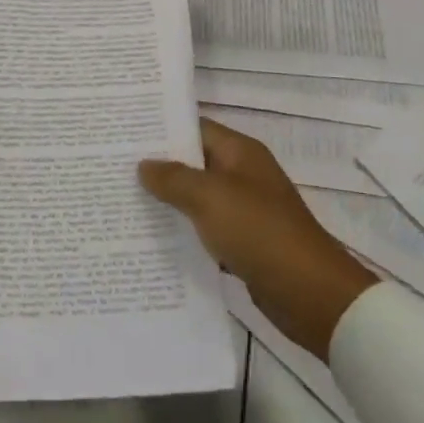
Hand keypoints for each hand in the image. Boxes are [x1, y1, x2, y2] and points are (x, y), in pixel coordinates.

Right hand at [140, 118, 377, 359]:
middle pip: (193, 163)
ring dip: (167, 201)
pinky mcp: (243, 242)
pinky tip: (151, 239)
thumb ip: (173, 178)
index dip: (161, 129)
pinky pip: (205, 229)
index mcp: (240, 152)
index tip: (123, 134)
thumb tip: (144, 165)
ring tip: (123, 201)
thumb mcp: (209, 197)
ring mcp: (244, 210)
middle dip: (157, 167)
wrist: (309, 294)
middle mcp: (242, 175)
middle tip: (113, 168)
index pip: (194, 128)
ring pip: (196, 198)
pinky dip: (183, 232)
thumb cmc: (259, 232)